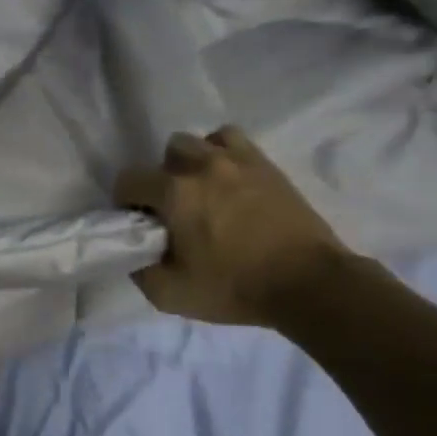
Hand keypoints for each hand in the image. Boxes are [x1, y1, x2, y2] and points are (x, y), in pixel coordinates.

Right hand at [113, 127, 353, 329]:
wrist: (310, 284)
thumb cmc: (235, 288)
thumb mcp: (170, 294)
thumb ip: (139, 269)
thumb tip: (134, 252)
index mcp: (175, 193)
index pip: (129, 179)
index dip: (126, 202)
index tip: (140, 223)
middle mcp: (203, 165)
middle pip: (167, 152)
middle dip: (163, 177)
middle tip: (173, 208)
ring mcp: (239, 161)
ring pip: (202, 140)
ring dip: (195, 161)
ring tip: (203, 190)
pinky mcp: (268, 166)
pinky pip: (235, 143)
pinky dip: (224, 155)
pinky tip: (229, 182)